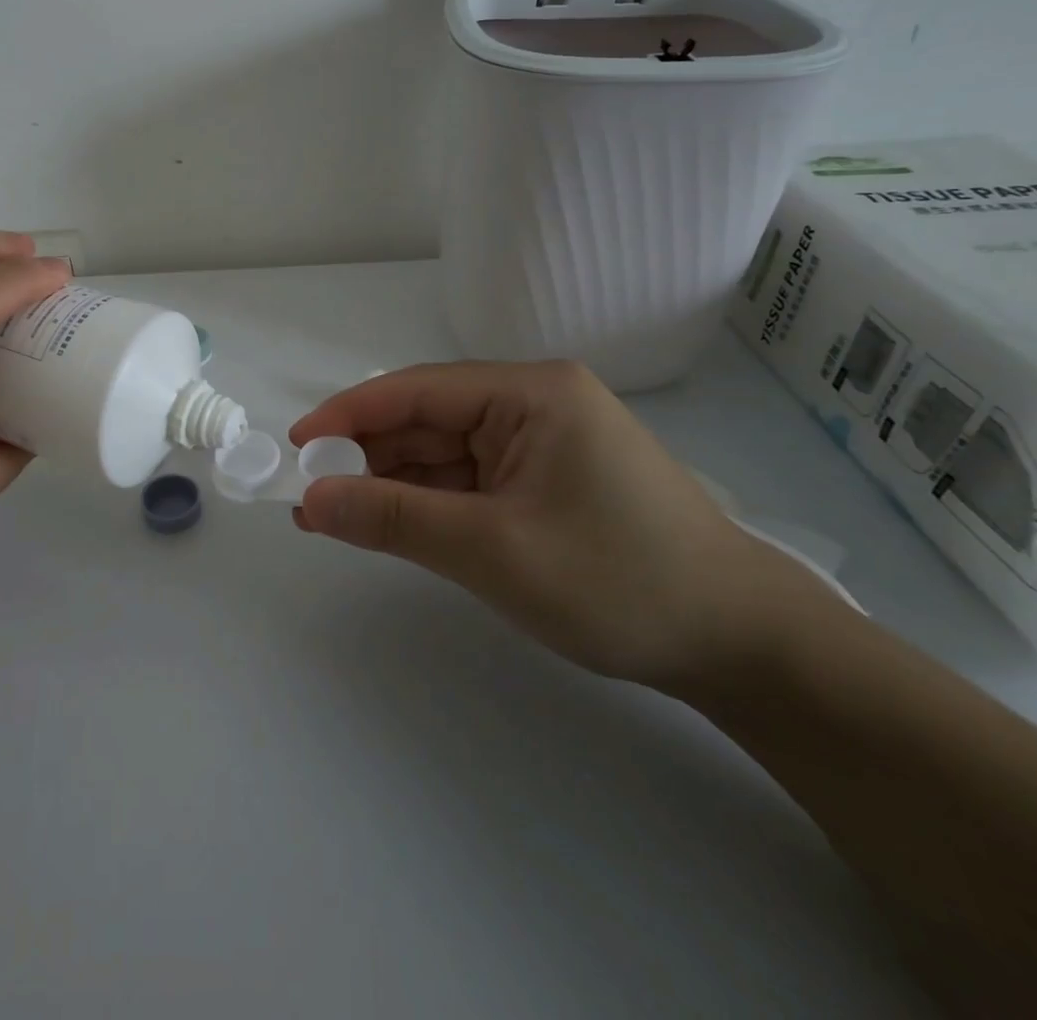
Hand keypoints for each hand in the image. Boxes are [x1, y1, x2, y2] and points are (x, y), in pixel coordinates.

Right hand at [289, 361, 845, 691]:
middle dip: (368, 456)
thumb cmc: (617, 581)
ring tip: (336, 515)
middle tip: (311, 495)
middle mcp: (533, 403)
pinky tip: (391, 522)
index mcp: (530, 393)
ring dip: (393, 482)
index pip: (417, 390)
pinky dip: (429, 502)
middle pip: (428, 420)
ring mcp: (541, 442)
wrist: (739, 645)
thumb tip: (312, 498)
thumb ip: (394, 518)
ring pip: (445, 452)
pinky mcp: (546, 480)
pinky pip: (470, 480)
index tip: (296, 446)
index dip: (349, 415)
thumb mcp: (491, 550)